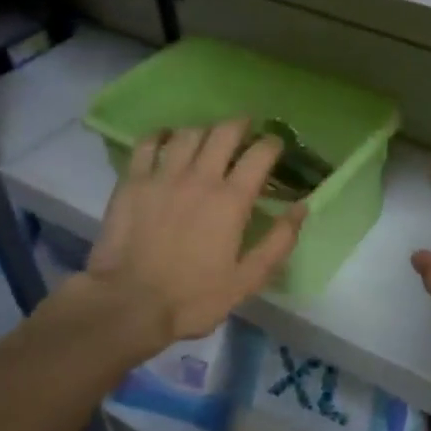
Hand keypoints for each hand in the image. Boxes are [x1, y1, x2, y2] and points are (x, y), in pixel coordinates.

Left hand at [75, 118, 305, 351]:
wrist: (129, 304)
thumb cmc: (194, 297)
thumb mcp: (248, 279)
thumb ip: (279, 241)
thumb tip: (301, 207)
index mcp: (232, 200)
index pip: (259, 154)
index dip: (272, 144)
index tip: (275, 146)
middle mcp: (200, 177)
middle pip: (224, 132)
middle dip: (240, 125)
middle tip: (245, 130)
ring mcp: (163, 176)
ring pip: (188, 133)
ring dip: (205, 130)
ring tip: (209, 137)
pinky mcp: (132, 182)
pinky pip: (148, 144)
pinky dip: (162, 136)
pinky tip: (167, 140)